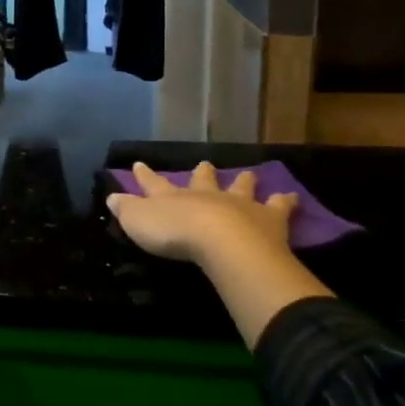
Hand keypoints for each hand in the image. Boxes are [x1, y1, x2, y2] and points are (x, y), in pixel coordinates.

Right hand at [105, 161, 296, 267]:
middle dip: (201, 172)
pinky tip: (292, 197)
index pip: (154, 183)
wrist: (222, 242)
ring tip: (249, 173)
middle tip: (204, 163)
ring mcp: (238, 203)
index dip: (144, 176)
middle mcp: (206, 195)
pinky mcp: (268, 218)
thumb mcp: (139, 222)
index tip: (138, 164)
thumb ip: (126, 210)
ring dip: (243, 181)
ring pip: (240, 186)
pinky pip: (279, 206)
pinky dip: (285, 201)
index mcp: (173, 197)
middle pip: (202, 179)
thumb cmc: (176, 233)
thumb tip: (112, 196)